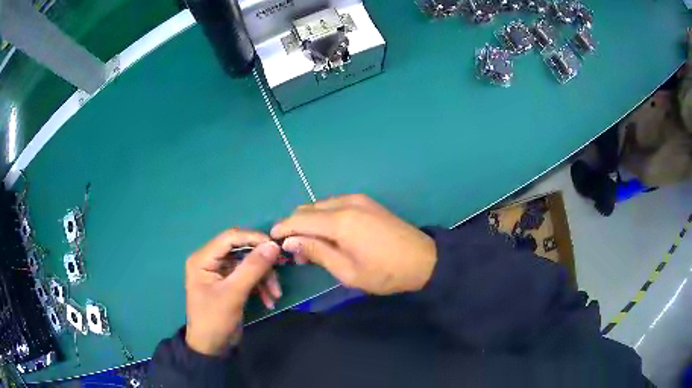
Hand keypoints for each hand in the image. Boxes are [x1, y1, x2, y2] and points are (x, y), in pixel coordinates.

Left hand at [185, 229, 281, 355]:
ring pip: (248, 264)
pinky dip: (260, 287)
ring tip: (275, 295)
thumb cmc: (215, 320)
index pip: (230, 237)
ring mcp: (220, 273)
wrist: (212, 348)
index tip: (276, 247)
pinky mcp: (229, 284)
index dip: (253, 238)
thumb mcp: (233, 294)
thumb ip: (252, 268)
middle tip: (280, 270)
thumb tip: (273, 245)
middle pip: (241, 251)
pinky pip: (248, 277)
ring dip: (264, 278)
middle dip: (261, 263)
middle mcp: (210, 261)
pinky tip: (269, 301)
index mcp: (203, 258)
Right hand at [271, 195, 435, 294]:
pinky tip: (328, 235)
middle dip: (295, 227)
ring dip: (309, 222)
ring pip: (320, 205)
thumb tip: (290, 241)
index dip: (283, 229)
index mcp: (341, 221)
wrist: (424, 259)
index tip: (271, 241)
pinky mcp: (366, 202)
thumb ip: (317, 252)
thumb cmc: (385, 273)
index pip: (300, 219)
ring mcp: (358, 200)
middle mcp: (346, 203)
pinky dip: (324, 217)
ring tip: (310, 247)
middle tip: (294, 252)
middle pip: (308, 209)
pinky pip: (335, 205)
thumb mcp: (347, 271)